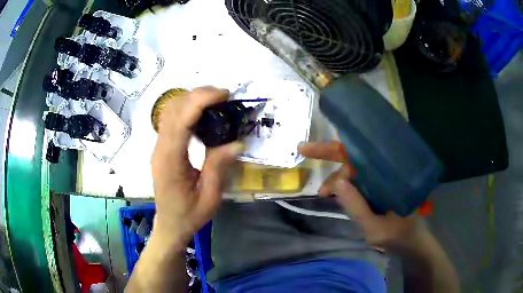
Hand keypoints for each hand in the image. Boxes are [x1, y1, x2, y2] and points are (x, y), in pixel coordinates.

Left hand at [151, 87, 242, 245]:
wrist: (170, 225)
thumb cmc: (189, 215)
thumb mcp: (210, 197)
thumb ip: (219, 167)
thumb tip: (236, 141)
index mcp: (170, 161)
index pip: (180, 120)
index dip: (201, 100)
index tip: (224, 95)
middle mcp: (160, 149)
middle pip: (173, 109)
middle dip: (198, 95)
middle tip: (224, 98)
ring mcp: (159, 146)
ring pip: (170, 110)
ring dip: (192, 100)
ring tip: (216, 103)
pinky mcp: (162, 147)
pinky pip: (171, 119)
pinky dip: (187, 109)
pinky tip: (204, 115)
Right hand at [298, 141, 419, 251]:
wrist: (412, 244)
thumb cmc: (400, 236)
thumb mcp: (376, 228)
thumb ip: (357, 208)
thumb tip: (336, 183)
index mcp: (388, 174)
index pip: (359, 153)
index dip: (332, 148)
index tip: (306, 148)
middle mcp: (385, 171)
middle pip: (354, 157)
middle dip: (330, 159)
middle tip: (309, 163)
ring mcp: (382, 180)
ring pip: (354, 170)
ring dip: (337, 179)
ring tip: (324, 194)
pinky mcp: (379, 189)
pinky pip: (358, 181)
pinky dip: (344, 187)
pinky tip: (335, 195)